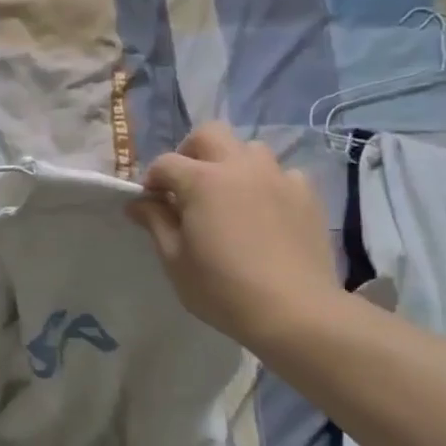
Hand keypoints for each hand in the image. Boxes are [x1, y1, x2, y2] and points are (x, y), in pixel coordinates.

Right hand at [128, 124, 344, 351]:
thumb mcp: (175, 260)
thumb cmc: (222, 289)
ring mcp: (278, 178)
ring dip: (232, 164)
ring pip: (250, 149)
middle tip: (187, 186)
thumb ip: (156, 223)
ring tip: (229, 197)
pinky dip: (267, 185)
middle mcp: (240, 167)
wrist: (295, 311)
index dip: (152, 181)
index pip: (165, 163)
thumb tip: (138, 202)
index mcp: (202, 181)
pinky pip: (282, 175)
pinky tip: (265, 212)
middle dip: (191, 152)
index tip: (150, 205)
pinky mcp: (307, 195)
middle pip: (209, 134)